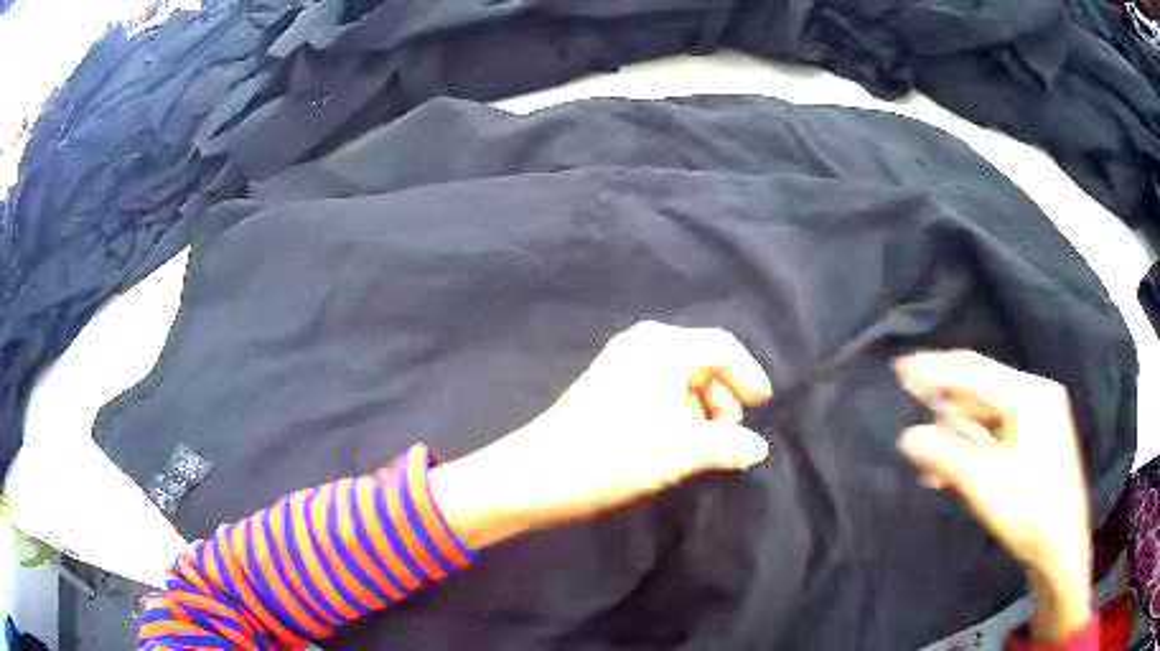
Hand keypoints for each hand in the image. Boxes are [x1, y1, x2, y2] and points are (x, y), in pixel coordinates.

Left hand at [430, 321, 772, 549]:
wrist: (539, 473)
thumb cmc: (617, 454)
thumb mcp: (683, 451)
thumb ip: (728, 445)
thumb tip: (757, 448)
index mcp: (664, 346)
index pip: (723, 346)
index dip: (749, 375)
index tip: (763, 406)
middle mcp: (642, 344)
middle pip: (701, 360)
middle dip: (723, 396)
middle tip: (732, 434)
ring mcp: (619, 364)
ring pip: (678, 378)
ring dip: (700, 409)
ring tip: (707, 446)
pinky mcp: (605, 387)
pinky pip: (655, 389)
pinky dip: (676, 412)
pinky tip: (677, 443)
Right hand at [894, 350, 1091, 642]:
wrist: (1062, 549)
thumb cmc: (1032, 515)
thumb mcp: (988, 488)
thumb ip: (949, 458)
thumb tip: (907, 437)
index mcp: (1031, 397)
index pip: (976, 372)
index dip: (937, 368)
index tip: (901, 368)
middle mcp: (1036, 396)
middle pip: (982, 389)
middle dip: (945, 405)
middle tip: (910, 412)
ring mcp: (1038, 417)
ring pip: (987, 413)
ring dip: (956, 432)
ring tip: (927, 459)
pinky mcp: (1035, 438)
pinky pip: (997, 431)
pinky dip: (972, 445)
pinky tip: (951, 468)